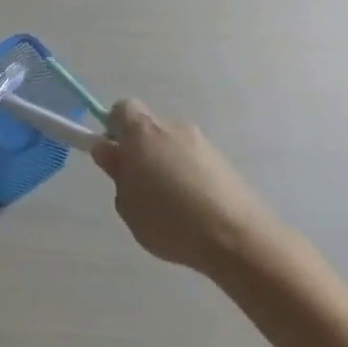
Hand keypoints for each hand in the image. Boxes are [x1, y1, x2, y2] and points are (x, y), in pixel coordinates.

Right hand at [93, 99, 292, 275]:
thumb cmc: (168, 219)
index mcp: (143, 131)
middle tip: (137, 184)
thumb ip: (116, 172)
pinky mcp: (224, 162)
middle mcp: (173, 127)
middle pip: (149, 127)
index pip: (121, 109)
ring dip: (165, 164)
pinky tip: (191, 209)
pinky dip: (187, 176)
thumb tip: (109, 150)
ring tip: (168, 204)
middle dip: (140, 149)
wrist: (237, 237)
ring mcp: (202, 143)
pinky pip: (194, 161)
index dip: (113, 129)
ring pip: (172, 146)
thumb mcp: (127, 203)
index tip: (114, 156)